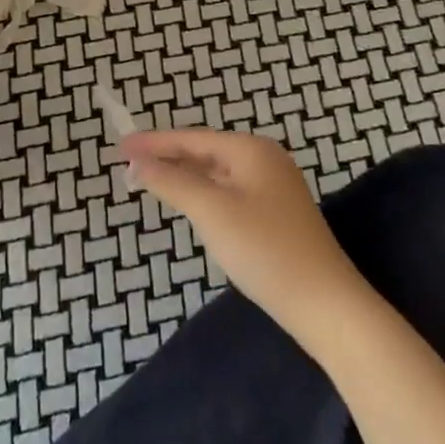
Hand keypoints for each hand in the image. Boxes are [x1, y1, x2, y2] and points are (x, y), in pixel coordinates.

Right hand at [119, 129, 366, 352]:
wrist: (326, 305)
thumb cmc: (264, 249)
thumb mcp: (211, 211)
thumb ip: (172, 182)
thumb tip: (136, 163)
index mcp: (251, 150)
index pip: (191, 138)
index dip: (153, 142)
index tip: (118, 146)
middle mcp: (264, 160)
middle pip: (204, 152)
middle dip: (166, 157)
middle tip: (128, 165)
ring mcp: (273, 187)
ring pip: (216, 173)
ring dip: (183, 176)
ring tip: (149, 180)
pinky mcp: (275, 214)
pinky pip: (228, 192)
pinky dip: (202, 193)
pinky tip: (188, 205)